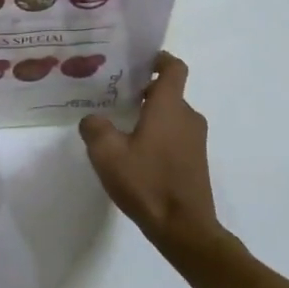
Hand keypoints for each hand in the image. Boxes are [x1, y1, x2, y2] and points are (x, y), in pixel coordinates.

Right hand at [79, 52, 222, 251]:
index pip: (174, 68)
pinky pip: (176, 136)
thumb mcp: (107, 154)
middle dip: (145, 91)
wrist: (184, 228)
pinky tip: (137, 155)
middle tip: (116, 97)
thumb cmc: (147, 183)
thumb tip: (92, 119)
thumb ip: (95, 128)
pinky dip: (159, 136)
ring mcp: (196, 140)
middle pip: (169, 92)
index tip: (139, 61)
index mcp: (170, 107)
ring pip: (172, 116)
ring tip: (122, 128)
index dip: (159, 59)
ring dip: (151, 116)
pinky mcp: (196, 161)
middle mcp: (188, 117)